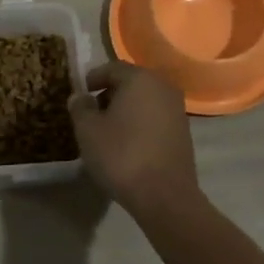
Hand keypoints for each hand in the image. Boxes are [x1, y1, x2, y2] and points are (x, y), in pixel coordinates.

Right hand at [68, 61, 203, 218]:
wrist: (164, 195)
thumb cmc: (121, 155)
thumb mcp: (88, 131)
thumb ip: (80, 108)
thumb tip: (79, 97)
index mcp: (139, 79)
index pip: (112, 68)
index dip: (93, 78)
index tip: (81, 92)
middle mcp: (163, 87)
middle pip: (131, 82)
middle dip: (110, 94)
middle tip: (92, 112)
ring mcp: (177, 109)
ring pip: (145, 100)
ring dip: (126, 109)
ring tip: (108, 129)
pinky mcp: (184, 131)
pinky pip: (155, 117)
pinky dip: (140, 122)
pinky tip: (128, 142)